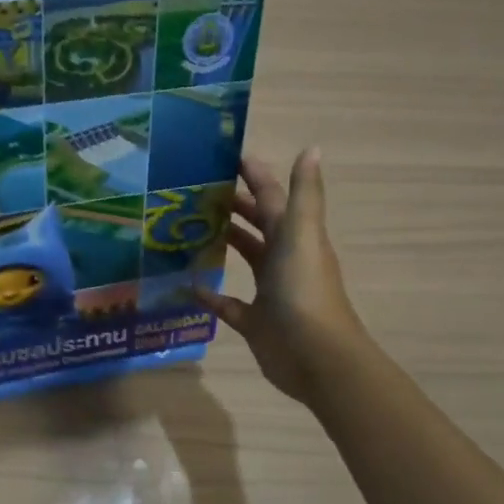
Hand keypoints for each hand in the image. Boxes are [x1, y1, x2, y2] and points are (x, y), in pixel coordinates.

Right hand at [200, 149, 365, 404]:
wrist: (316, 356)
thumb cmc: (304, 290)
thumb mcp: (302, 234)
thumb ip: (303, 193)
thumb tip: (311, 147)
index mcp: (295, 236)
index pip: (272, 197)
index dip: (254, 176)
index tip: (225, 157)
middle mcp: (284, 259)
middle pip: (258, 225)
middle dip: (234, 206)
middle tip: (196, 192)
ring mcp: (270, 292)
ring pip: (246, 259)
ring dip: (225, 243)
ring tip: (188, 229)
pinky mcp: (255, 322)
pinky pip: (228, 304)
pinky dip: (210, 295)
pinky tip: (188, 286)